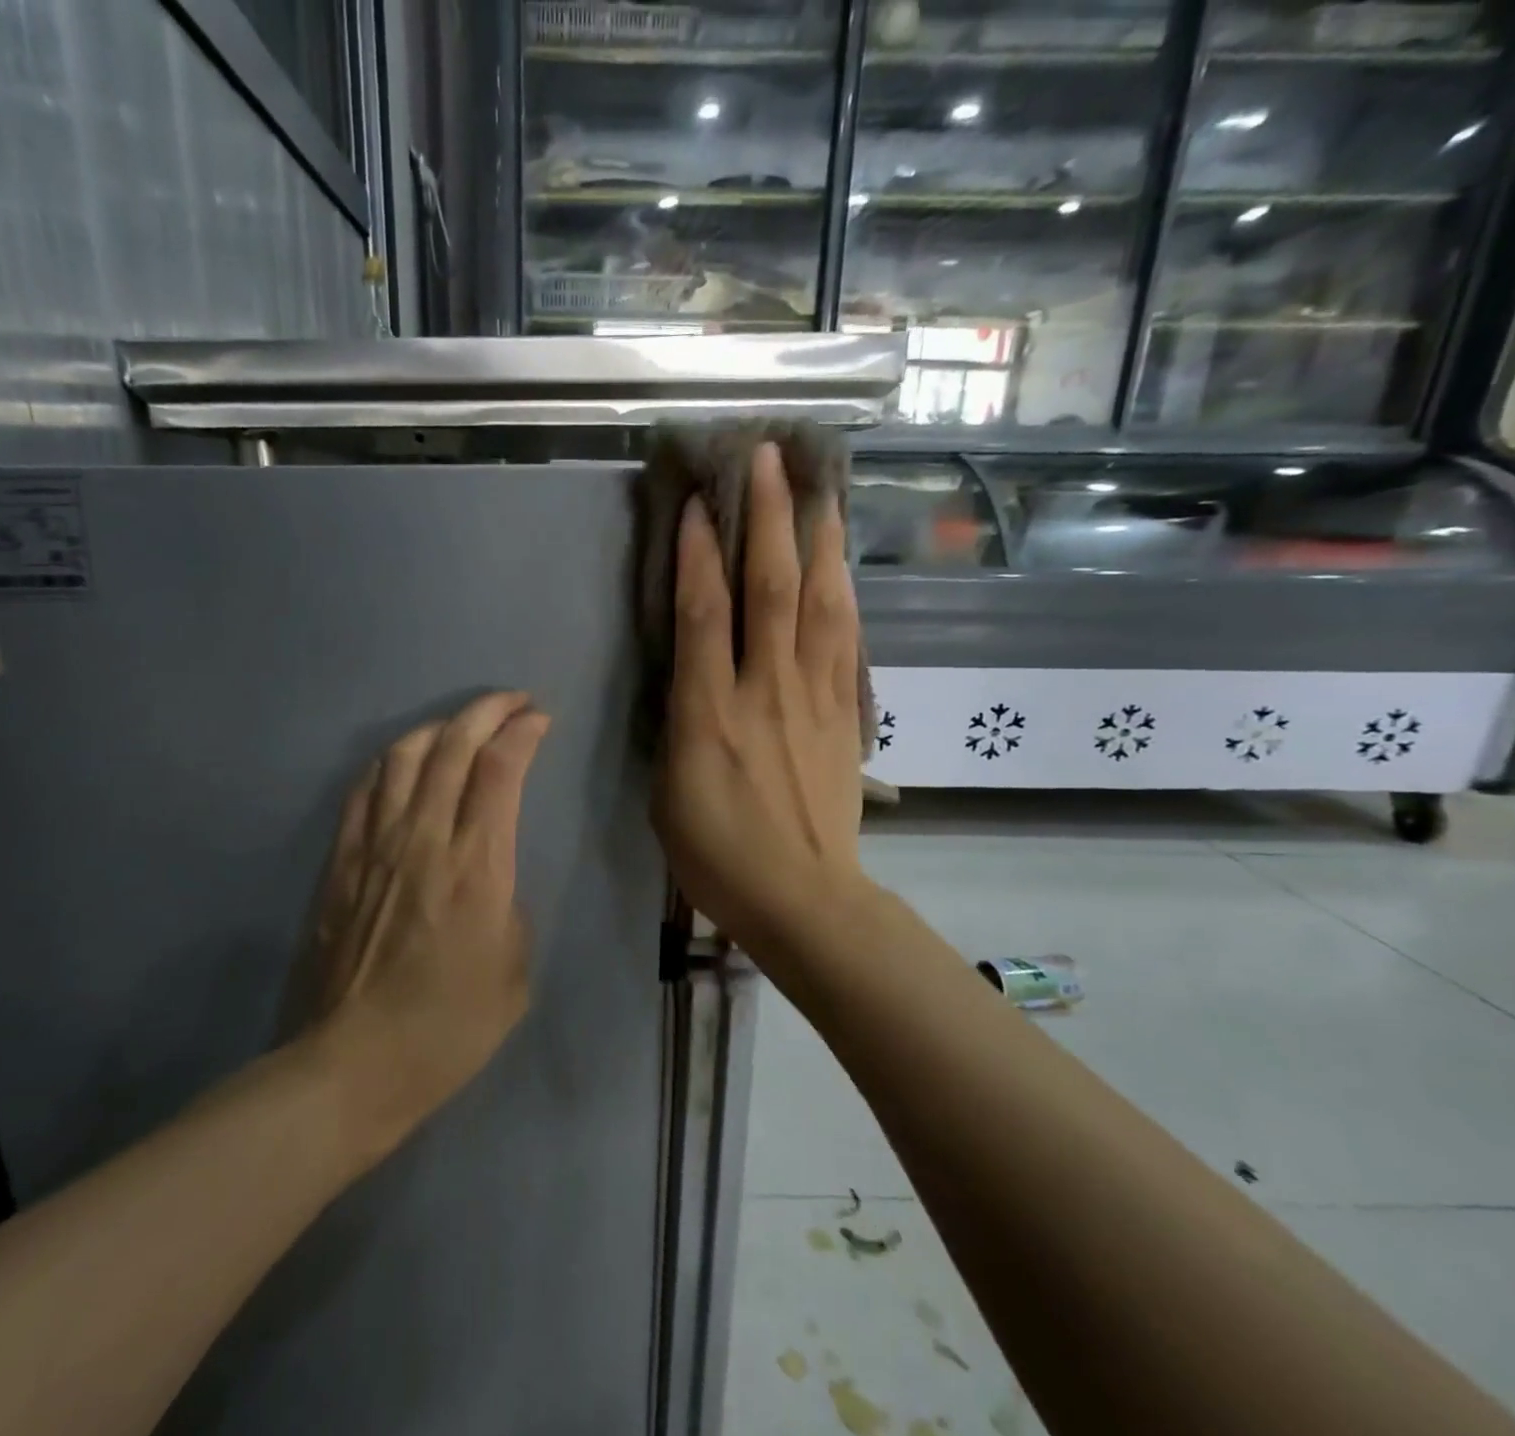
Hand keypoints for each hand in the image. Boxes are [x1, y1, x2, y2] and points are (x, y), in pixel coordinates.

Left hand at [304, 692, 551, 1146]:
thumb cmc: (448, 1029)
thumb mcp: (515, 973)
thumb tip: (490, 876)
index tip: (539, 720)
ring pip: (403, 756)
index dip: (522, 732)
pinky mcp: (341, 862)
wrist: (353, 1064)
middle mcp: (425, 840)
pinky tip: (403, 760)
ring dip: (439, 727)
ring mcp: (375, 846)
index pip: (500, 771)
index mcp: (478, 868)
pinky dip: (389, 760)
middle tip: (511, 702)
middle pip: (453, 747)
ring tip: (461, 726)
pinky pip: (363, 790)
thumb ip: (509, 906)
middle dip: (487, 710)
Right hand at [651, 443, 866, 954]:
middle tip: (768, 458)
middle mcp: (765, 691)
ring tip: (819, 488)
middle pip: (771, 589)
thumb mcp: (668, 790)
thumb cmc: (717, 854)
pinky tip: (841, 564)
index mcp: (710, 715)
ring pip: (821, 603)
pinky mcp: (845, 713)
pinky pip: (846, 639)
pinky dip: (843, 592)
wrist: (802, 897)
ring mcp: (814, 698)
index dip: (699, 553)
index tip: (698, 501)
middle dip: (768, 518)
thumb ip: (678, 721)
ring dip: (818, 539)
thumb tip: (688, 674)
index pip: (703, 615)